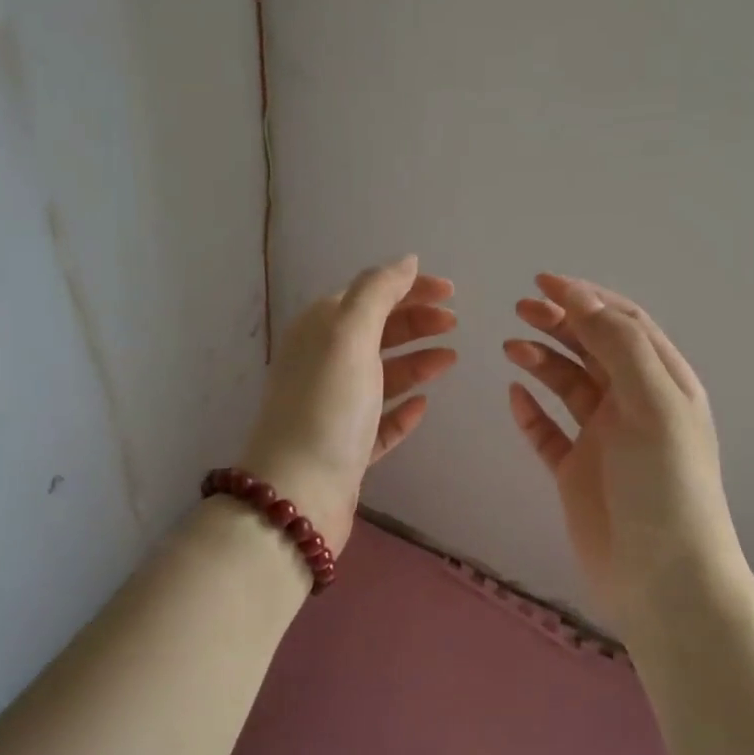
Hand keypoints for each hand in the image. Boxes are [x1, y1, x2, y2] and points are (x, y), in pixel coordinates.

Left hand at [239, 256, 456, 555]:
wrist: (298, 494)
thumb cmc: (327, 406)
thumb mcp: (349, 335)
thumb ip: (378, 292)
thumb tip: (406, 260)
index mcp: (319, 332)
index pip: (368, 295)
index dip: (408, 289)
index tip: (451, 292)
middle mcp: (323, 364)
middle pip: (376, 333)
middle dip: (415, 322)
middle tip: (455, 323)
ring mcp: (334, 408)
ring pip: (381, 375)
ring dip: (415, 362)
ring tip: (451, 358)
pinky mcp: (346, 447)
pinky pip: (380, 420)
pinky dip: (402, 409)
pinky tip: (423, 405)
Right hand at [504, 274, 738, 625]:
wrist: (661, 578)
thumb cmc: (664, 485)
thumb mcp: (653, 405)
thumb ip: (619, 346)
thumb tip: (581, 298)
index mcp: (663, 383)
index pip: (624, 324)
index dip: (587, 298)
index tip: (544, 281)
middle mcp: (634, 404)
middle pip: (593, 348)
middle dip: (559, 322)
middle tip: (520, 309)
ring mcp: (604, 438)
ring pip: (569, 385)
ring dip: (542, 360)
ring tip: (510, 347)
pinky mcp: (577, 470)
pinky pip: (548, 431)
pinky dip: (531, 411)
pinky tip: (514, 396)